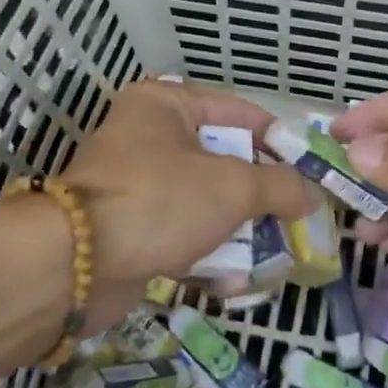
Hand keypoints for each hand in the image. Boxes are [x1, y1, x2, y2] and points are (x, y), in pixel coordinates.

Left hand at [60, 79, 319, 326]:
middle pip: (223, 161)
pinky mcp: (130, 228)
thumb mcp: (232, 187)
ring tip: (274, 254)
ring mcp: (136, 185)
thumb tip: (313, 194)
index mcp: (166, 105)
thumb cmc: (160, 200)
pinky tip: (234, 282)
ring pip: (204, 202)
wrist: (75, 266)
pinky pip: (181, 234)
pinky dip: (207, 254)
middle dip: (260, 195)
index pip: (238, 113)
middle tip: (296, 218)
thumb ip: (280, 186)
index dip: (278, 141)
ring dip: (238, 230)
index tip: (310, 171)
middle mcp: (148, 136)